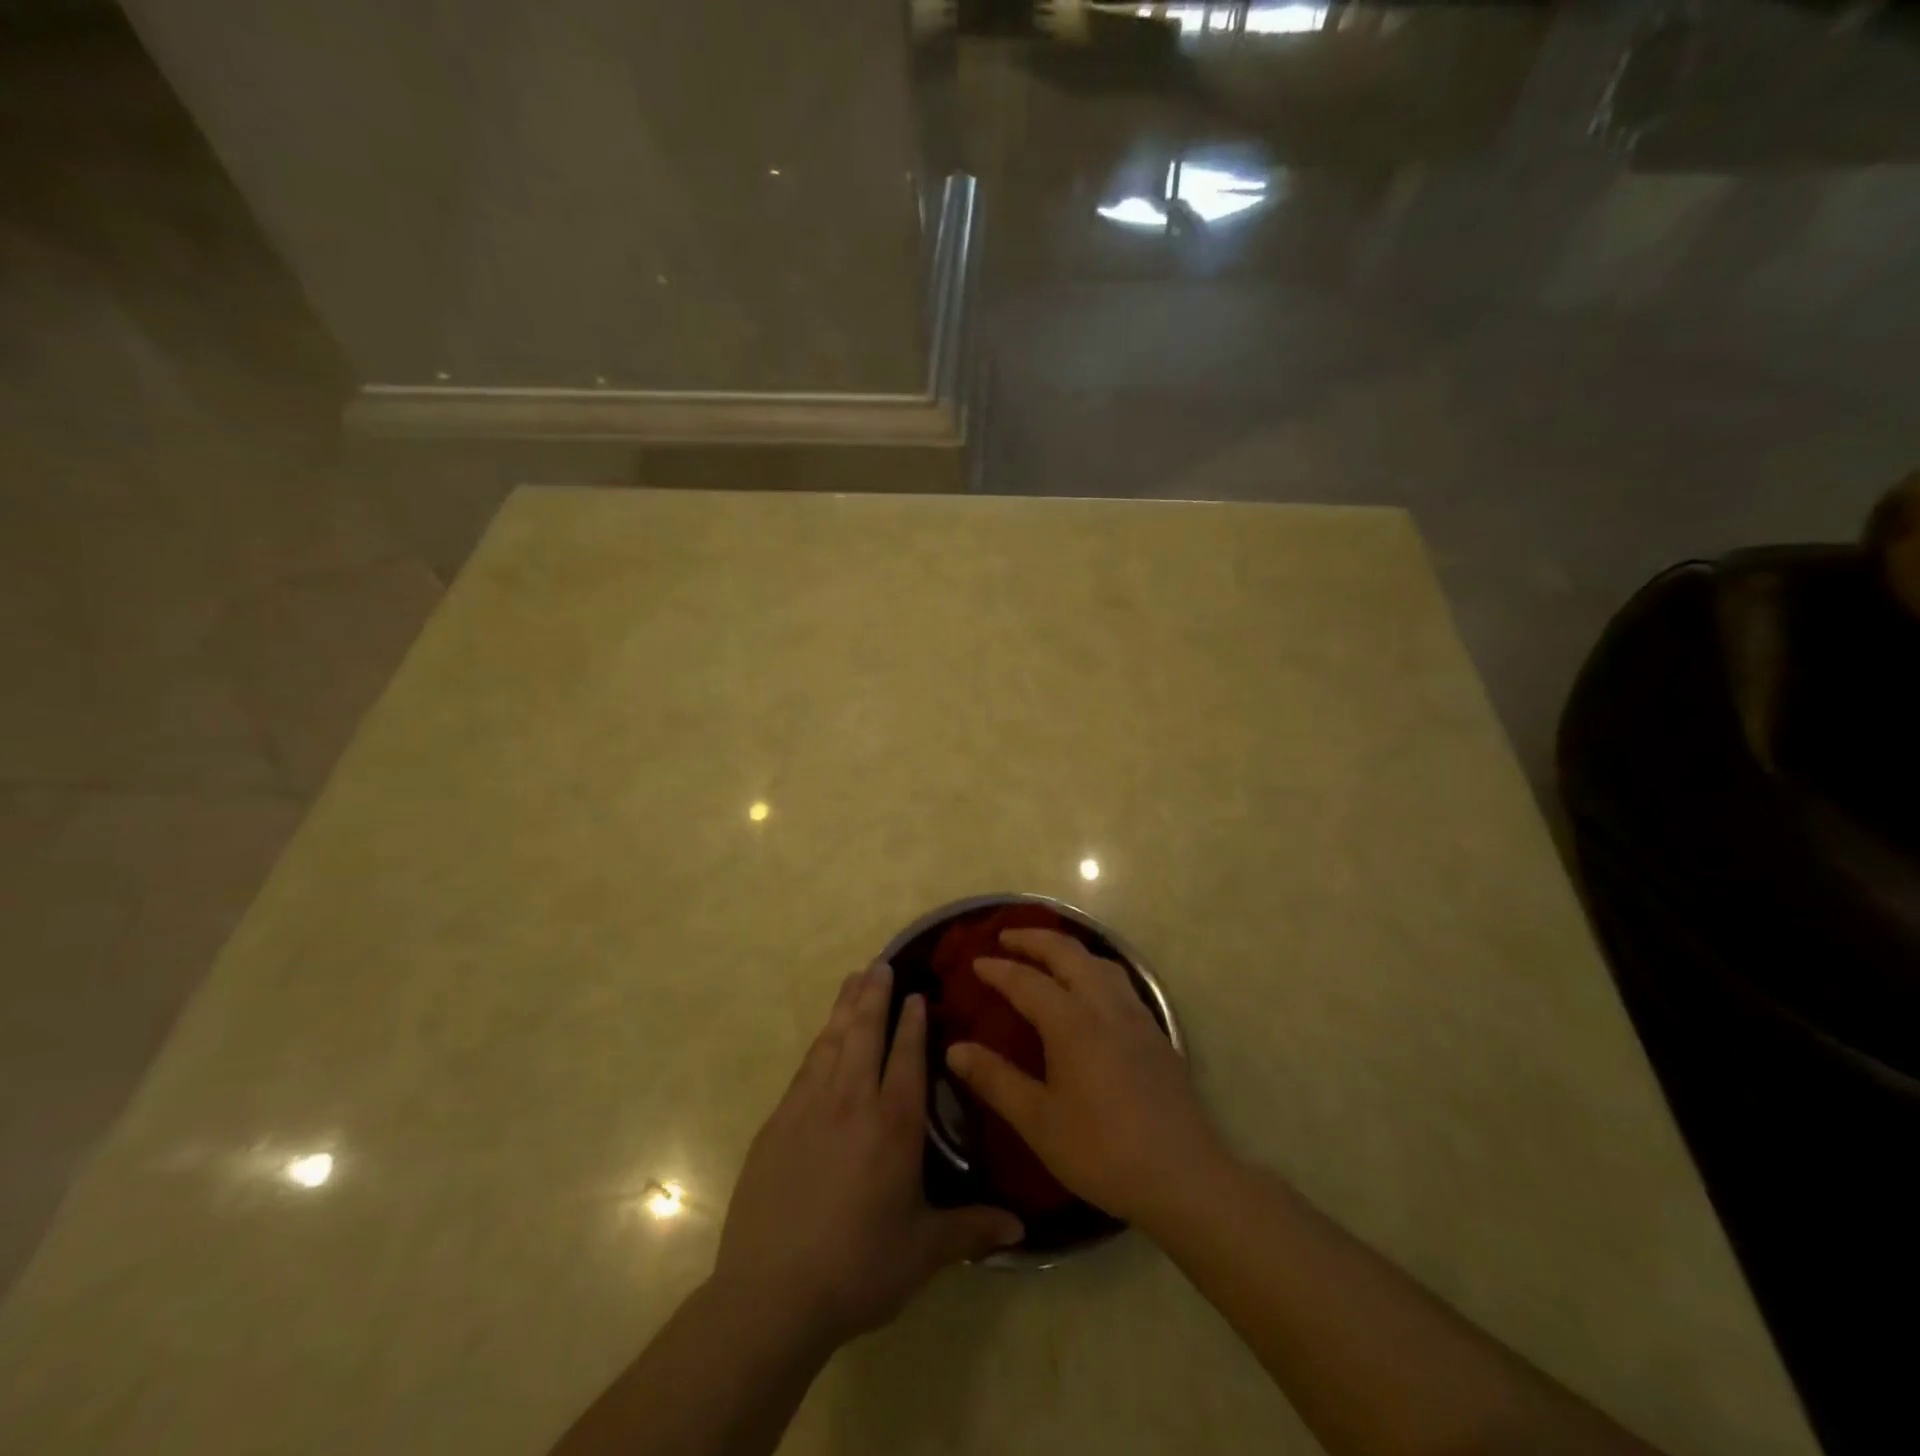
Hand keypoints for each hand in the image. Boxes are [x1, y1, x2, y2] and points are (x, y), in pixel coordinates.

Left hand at [714, 962, 1022, 1349]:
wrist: (771, 1295)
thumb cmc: (859, 1268)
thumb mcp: (924, 1252)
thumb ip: (972, 1229)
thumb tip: (1021, 1227)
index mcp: (893, 1125)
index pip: (906, 1057)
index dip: (912, 1022)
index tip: (916, 993)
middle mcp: (851, 1102)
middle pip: (864, 1033)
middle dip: (875, 996)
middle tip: (881, 963)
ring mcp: (808, 1108)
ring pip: (832, 1041)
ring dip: (845, 1007)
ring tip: (854, 978)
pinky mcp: (777, 1123)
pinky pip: (805, 1067)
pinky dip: (819, 1042)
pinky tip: (823, 1036)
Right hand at [945, 928, 1221, 1227]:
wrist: (1183, 1176)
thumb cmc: (1102, 1151)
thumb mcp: (1038, 1121)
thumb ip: (995, 1080)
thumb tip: (954, 1050)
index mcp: (1072, 1022)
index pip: (1027, 981)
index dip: (998, 970)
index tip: (975, 963)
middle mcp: (1104, 1005)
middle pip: (1067, 953)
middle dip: (1034, 939)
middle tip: (1006, 937)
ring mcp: (1135, 1015)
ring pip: (1098, 961)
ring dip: (1067, 949)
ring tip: (1047, 955)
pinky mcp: (1154, 1032)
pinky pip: (1118, 980)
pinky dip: (1092, 967)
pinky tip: (1090, 990)